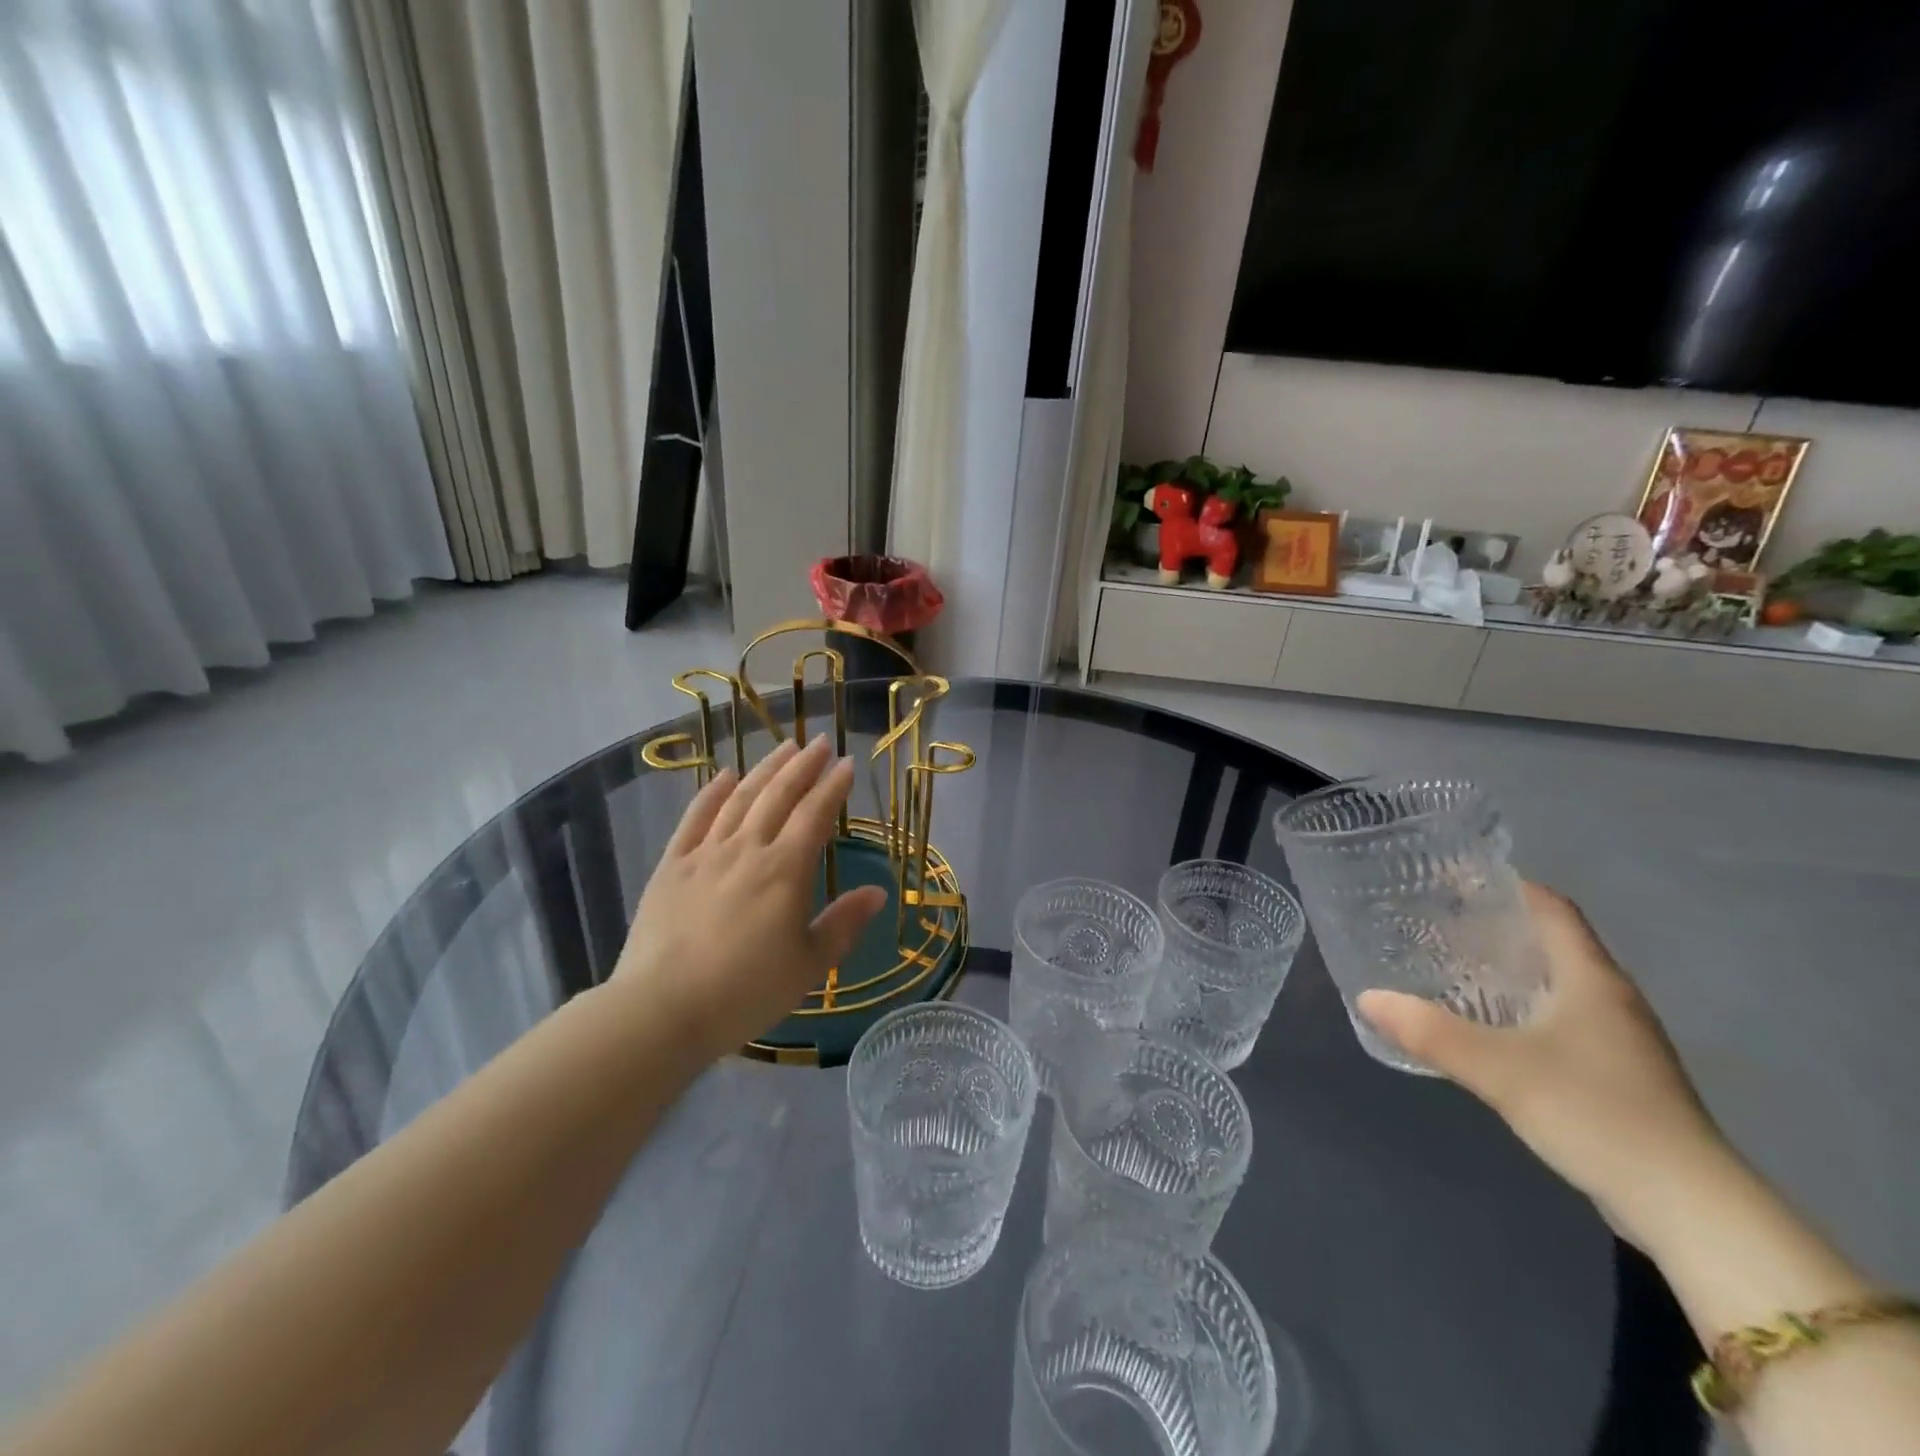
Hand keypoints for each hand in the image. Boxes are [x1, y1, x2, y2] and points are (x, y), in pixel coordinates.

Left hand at [613, 736, 888, 1062]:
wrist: (662, 1009)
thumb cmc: (745, 992)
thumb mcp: (809, 966)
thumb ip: (844, 924)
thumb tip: (878, 892)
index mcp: (785, 870)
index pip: (815, 814)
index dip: (833, 786)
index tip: (847, 763)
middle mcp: (747, 849)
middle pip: (779, 795)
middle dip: (803, 765)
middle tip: (821, 742)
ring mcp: (705, 853)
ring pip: (740, 798)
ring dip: (765, 769)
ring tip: (784, 747)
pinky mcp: (671, 866)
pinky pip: (695, 818)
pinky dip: (712, 792)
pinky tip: (725, 775)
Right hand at [1358, 882, 1729, 1247]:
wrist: (1688, 1208)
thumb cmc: (1596, 1114)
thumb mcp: (1499, 1069)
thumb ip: (1430, 1031)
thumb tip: (1367, 997)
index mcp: (1591, 979)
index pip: (1552, 908)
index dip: (1508, 886)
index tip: (1453, 880)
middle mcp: (1611, 998)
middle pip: (1554, 942)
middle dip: (1498, 926)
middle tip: (1437, 921)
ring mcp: (1621, 1040)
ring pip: (1558, 983)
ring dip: (1510, 969)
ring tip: (1452, 966)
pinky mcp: (1620, 1075)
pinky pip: (1562, 1019)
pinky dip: (1523, 1007)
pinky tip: (1490, 1025)